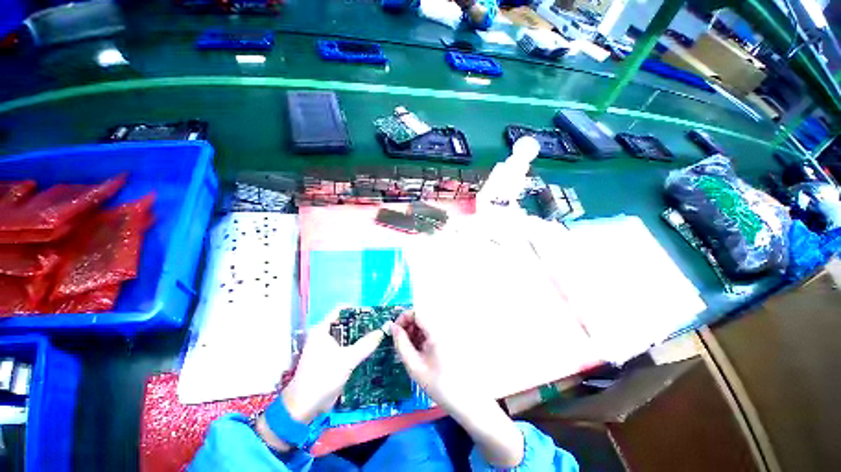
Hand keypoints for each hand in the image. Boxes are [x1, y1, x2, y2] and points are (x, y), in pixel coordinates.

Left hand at [282, 308, 385, 423]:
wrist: (304, 407)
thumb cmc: (322, 377)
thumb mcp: (347, 359)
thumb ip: (365, 344)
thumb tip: (382, 330)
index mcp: (322, 330)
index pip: (341, 310)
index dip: (356, 309)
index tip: (372, 312)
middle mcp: (324, 336)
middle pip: (346, 324)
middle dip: (362, 323)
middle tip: (379, 323)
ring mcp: (327, 349)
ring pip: (347, 337)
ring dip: (361, 337)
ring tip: (379, 334)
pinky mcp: (331, 360)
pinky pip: (347, 349)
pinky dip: (357, 348)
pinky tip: (371, 349)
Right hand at [391, 310, 474, 413]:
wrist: (464, 400)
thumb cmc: (438, 385)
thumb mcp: (414, 366)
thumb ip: (401, 344)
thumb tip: (392, 327)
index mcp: (437, 331)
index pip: (417, 312)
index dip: (403, 317)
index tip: (395, 330)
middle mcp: (444, 327)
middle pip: (422, 316)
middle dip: (408, 325)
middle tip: (399, 342)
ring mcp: (448, 332)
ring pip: (426, 323)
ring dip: (414, 331)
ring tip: (409, 349)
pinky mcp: (449, 338)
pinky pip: (432, 331)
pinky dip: (422, 337)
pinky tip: (419, 351)